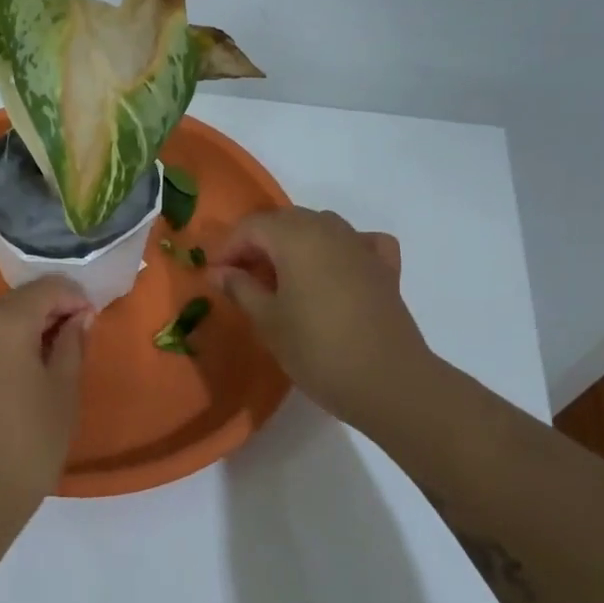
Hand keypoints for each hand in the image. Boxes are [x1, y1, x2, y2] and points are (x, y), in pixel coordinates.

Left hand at [0, 277, 91, 524]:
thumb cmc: (27, 444)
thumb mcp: (63, 393)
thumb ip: (72, 344)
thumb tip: (78, 317)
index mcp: (5, 321)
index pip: (47, 287)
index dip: (75, 298)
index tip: (92, 322)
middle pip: (18, 300)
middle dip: (48, 312)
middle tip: (73, 341)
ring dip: (23, 328)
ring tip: (46, 361)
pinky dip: (0, 346)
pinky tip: (14, 377)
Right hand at [210, 208, 436, 430]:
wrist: (387, 381)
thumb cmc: (316, 349)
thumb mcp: (267, 320)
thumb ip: (240, 288)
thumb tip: (217, 272)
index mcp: (295, 237)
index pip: (251, 226)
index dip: (228, 248)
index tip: (216, 277)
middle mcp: (329, 229)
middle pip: (284, 221)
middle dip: (258, 244)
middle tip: (243, 278)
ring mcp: (360, 245)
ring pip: (319, 227)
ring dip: (294, 244)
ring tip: (282, 278)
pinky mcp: (384, 267)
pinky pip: (357, 243)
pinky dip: (340, 249)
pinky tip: (335, 270)